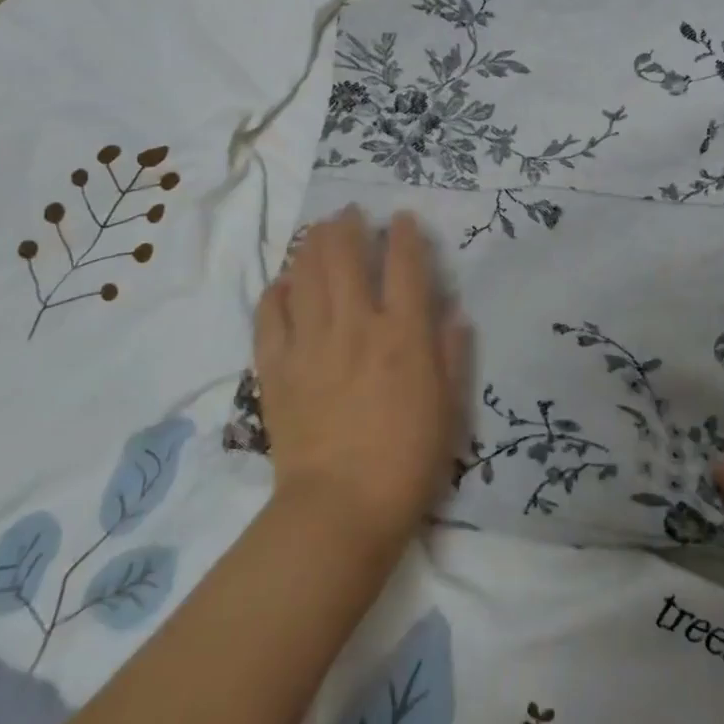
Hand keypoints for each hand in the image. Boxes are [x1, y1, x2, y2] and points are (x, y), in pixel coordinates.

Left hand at [252, 207, 467, 556]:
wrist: (339, 510)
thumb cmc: (408, 460)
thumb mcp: (449, 407)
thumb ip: (451, 354)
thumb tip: (453, 312)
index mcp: (403, 335)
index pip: (405, 266)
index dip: (404, 235)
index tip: (401, 217)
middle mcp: (356, 327)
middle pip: (346, 258)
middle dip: (347, 226)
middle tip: (348, 212)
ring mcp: (311, 344)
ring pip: (307, 276)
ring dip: (312, 246)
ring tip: (317, 231)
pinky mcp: (276, 368)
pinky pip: (270, 316)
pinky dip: (277, 292)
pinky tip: (283, 283)